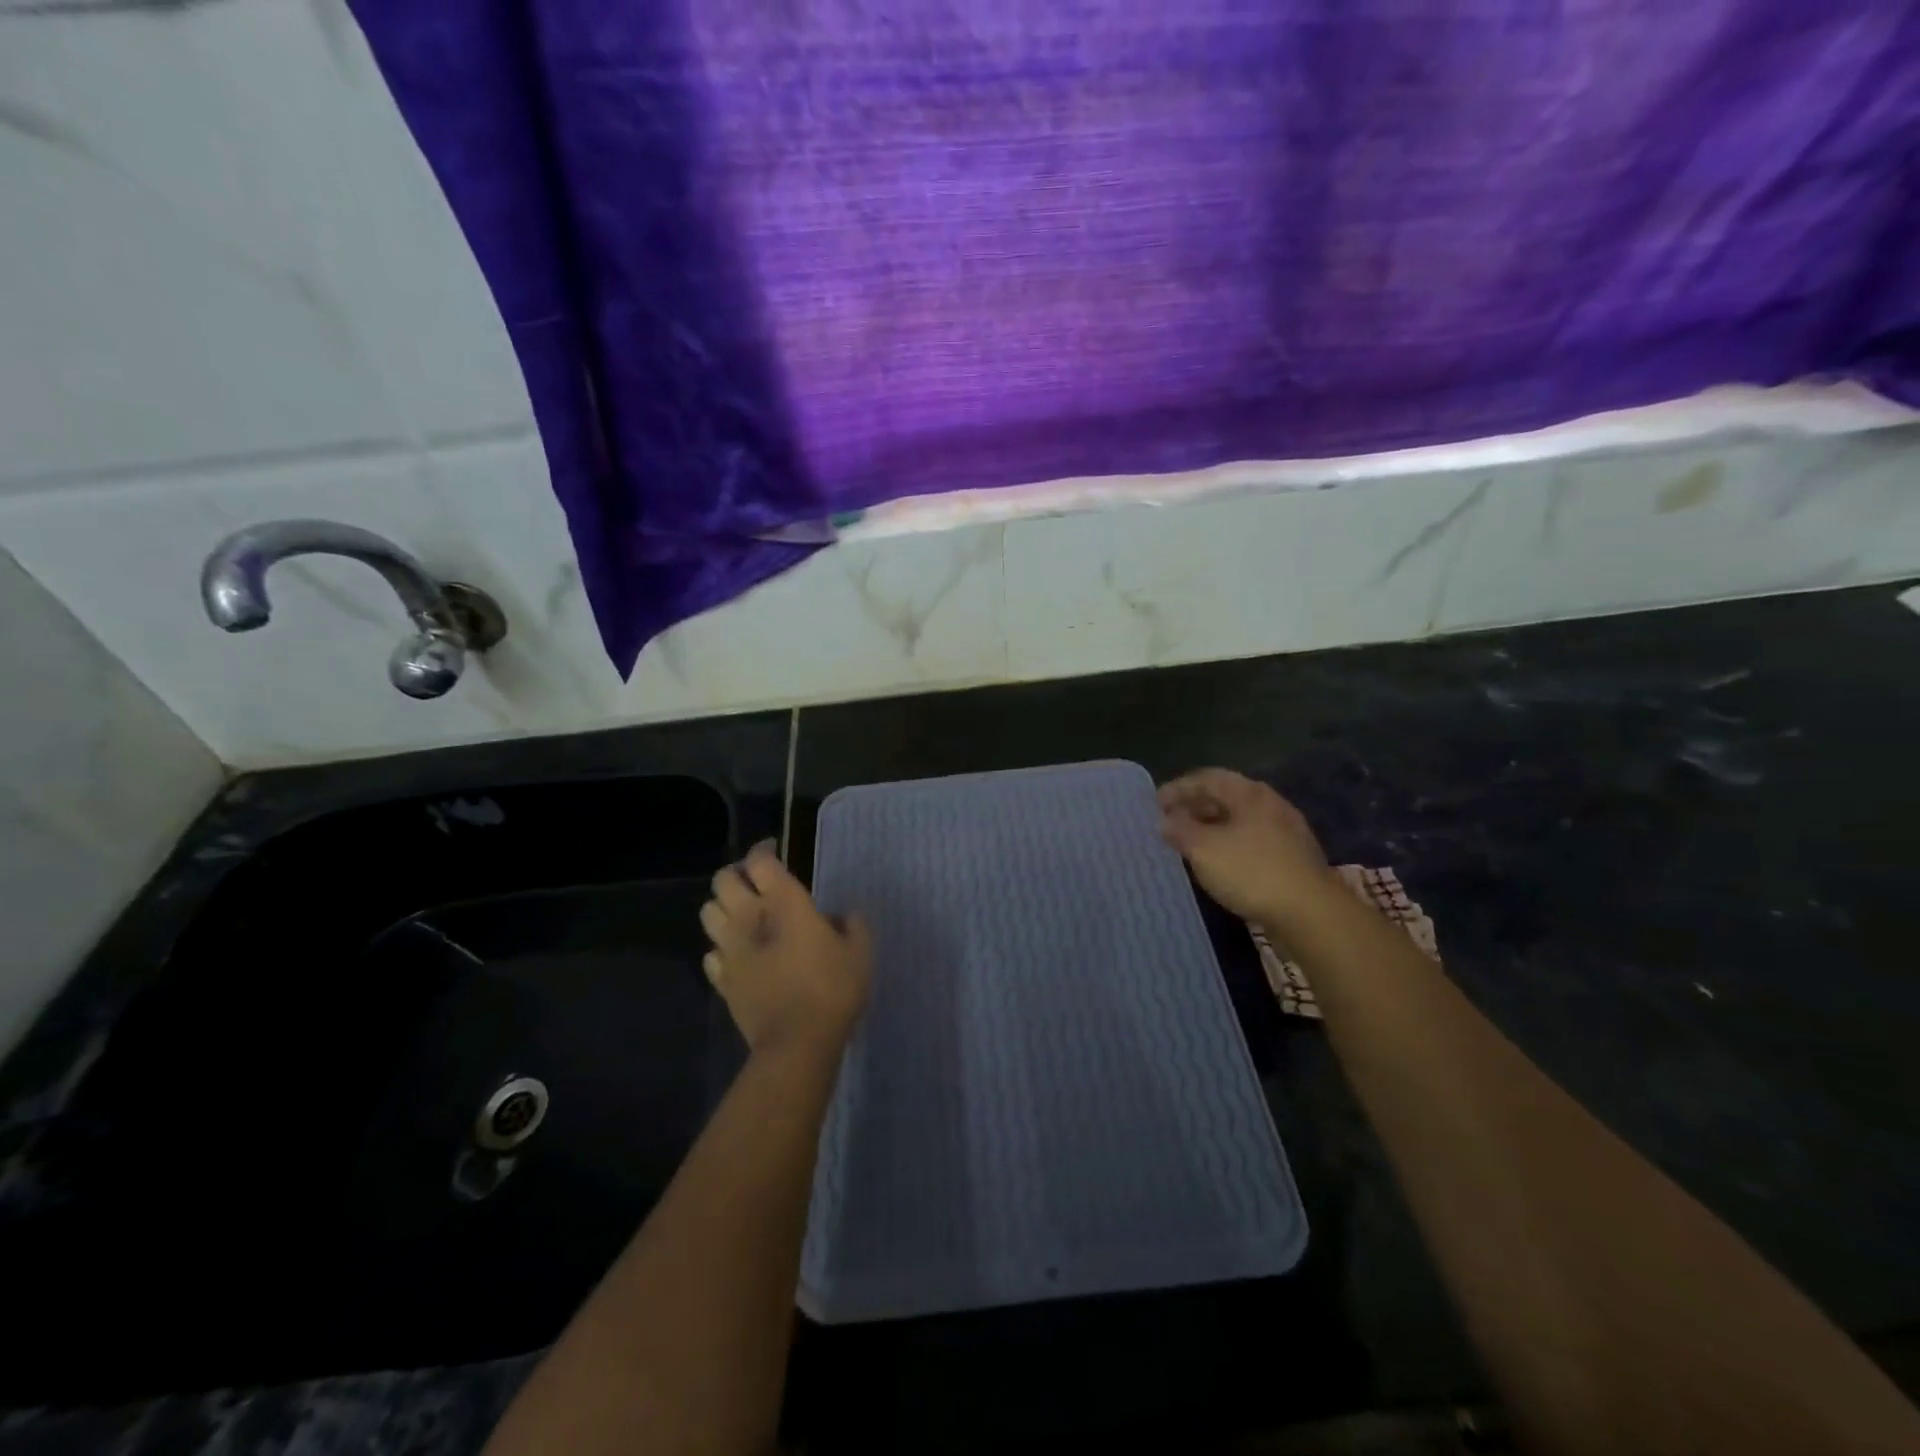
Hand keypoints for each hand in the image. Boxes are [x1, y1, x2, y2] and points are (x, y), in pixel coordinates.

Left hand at [700, 841, 872, 1056]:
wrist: (797, 1043)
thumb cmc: (832, 988)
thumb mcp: (859, 951)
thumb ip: (851, 925)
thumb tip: (837, 917)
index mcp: (784, 902)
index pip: (760, 861)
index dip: (763, 849)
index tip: (774, 850)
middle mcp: (749, 918)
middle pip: (723, 880)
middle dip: (736, 874)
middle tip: (754, 881)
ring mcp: (730, 950)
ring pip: (707, 913)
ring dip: (722, 907)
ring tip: (741, 915)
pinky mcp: (723, 981)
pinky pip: (710, 955)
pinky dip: (720, 948)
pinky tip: (737, 955)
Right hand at [1158, 768, 1335, 930]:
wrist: (1311, 914)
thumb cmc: (1251, 872)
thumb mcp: (1203, 849)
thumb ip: (1179, 830)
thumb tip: (1164, 820)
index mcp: (1250, 793)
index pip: (1207, 778)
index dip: (1178, 788)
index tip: (1154, 805)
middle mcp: (1271, 804)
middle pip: (1226, 796)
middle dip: (1195, 807)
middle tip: (1170, 823)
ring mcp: (1287, 831)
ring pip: (1240, 820)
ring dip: (1212, 828)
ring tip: (1190, 844)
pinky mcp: (1294, 858)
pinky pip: (1253, 841)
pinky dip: (1229, 845)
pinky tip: (1219, 864)